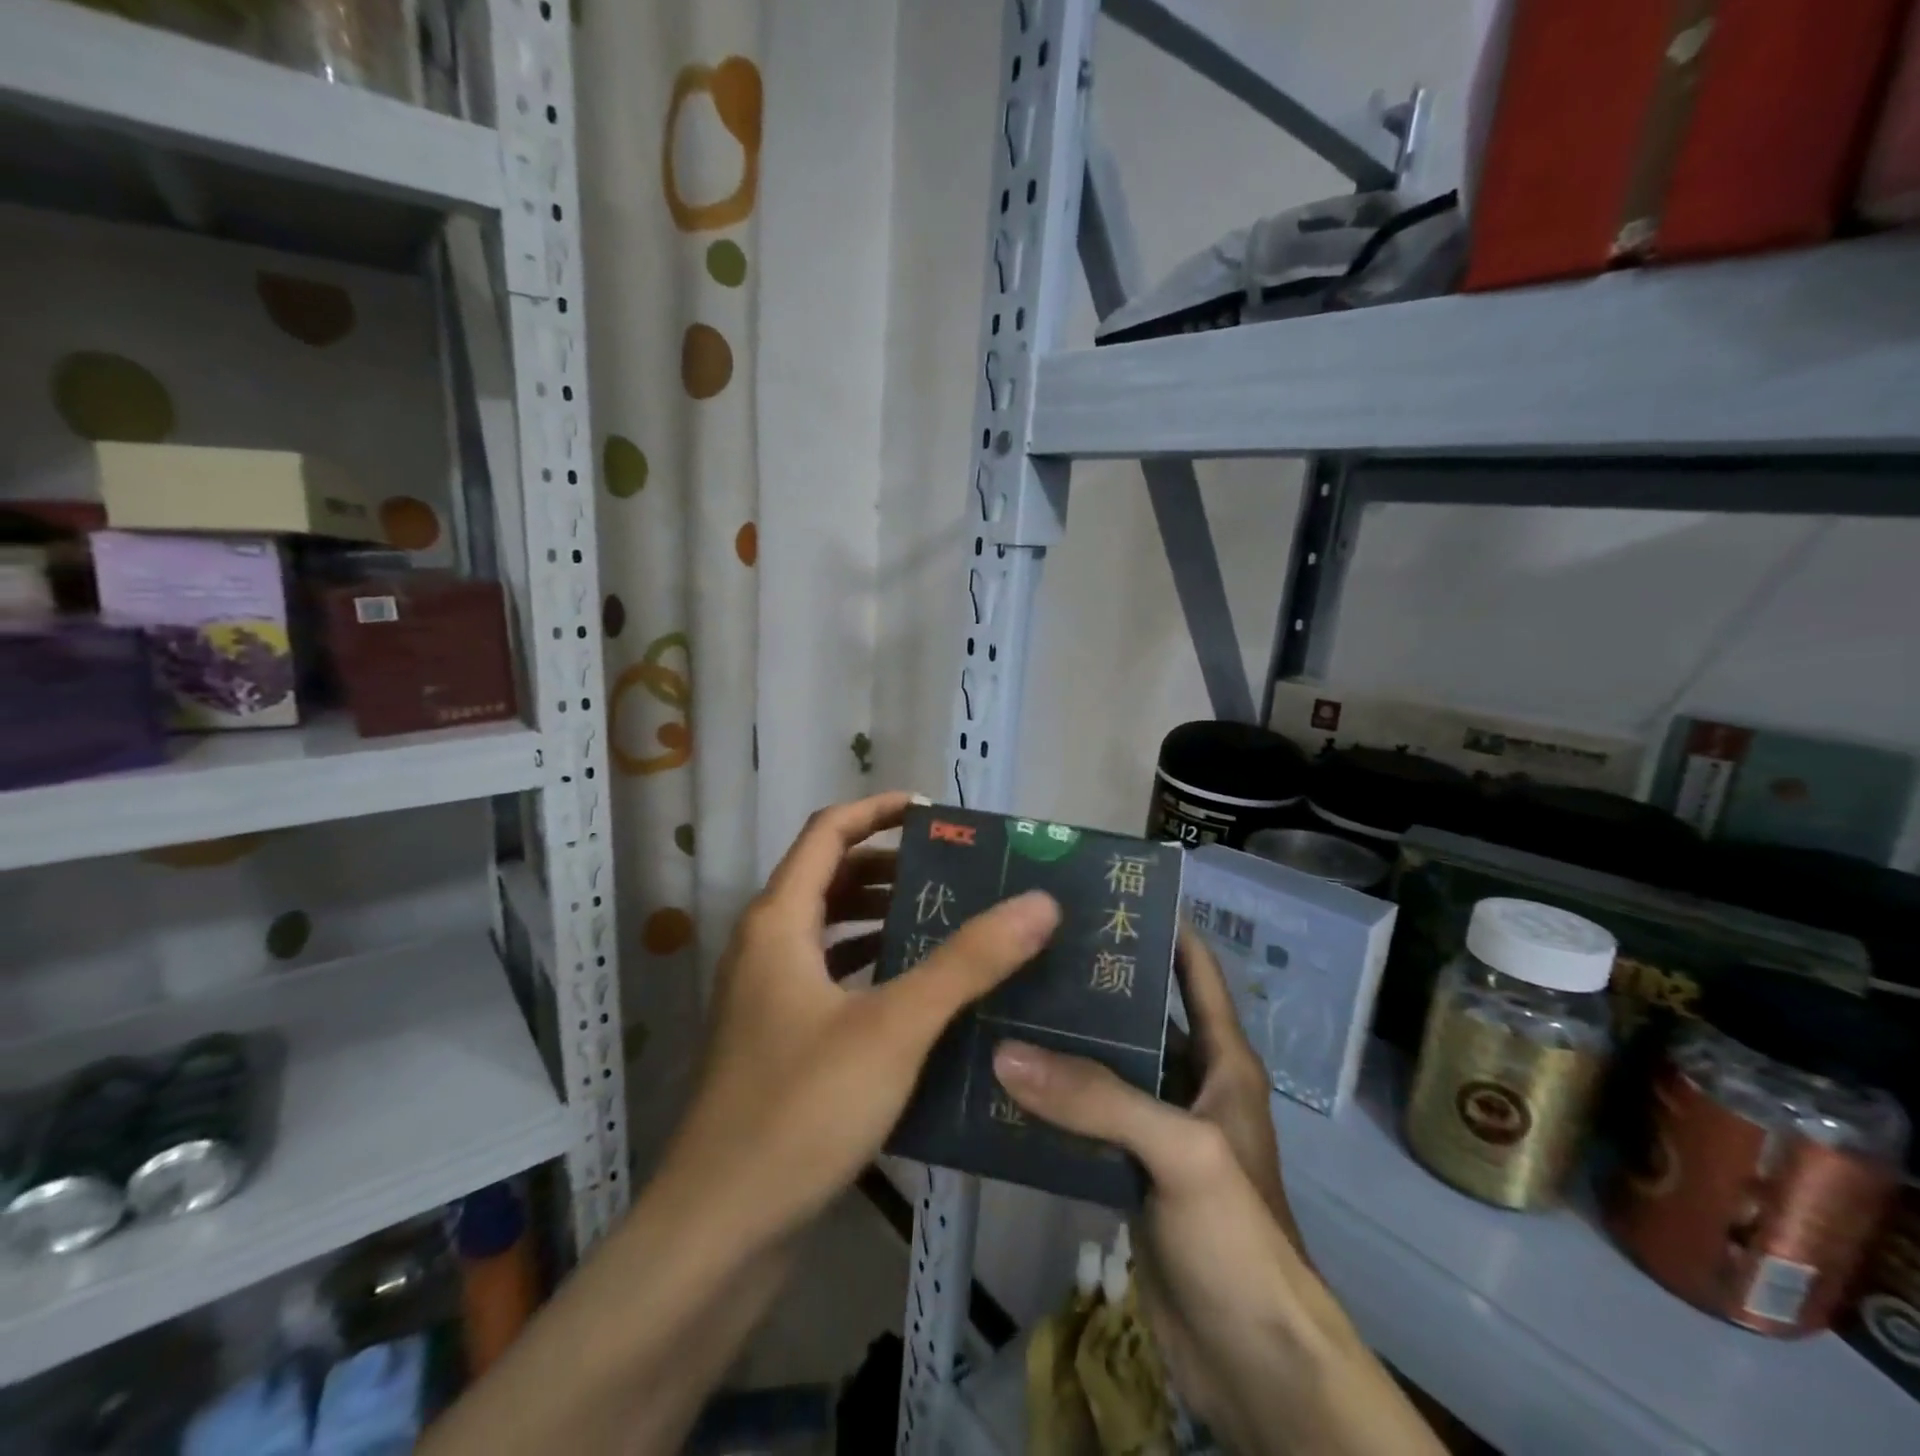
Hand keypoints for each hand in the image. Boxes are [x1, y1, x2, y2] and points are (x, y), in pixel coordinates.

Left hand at [657, 790, 1060, 1248]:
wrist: (721, 1230)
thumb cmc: (801, 1109)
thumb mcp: (895, 1026)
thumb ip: (967, 961)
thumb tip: (1038, 902)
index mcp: (779, 921)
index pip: (827, 832)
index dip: (878, 810)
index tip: (935, 814)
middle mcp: (765, 947)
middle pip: (828, 877)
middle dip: (889, 866)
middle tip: (955, 873)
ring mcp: (767, 997)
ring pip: (829, 931)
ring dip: (881, 916)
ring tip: (944, 922)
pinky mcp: (778, 1042)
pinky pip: (829, 978)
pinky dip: (870, 966)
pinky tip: (917, 993)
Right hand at [994, 931, 1442, 1455]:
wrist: (1253, 1367)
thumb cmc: (1240, 1238)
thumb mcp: (1180, 1152)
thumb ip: (1098, 1099)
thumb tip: (1006, 1051)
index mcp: (1223, 1061)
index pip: (1196, 972)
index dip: (1165, 927)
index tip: (1111, 893)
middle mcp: (1190, 1083)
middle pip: (1140, 1014)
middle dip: (1095, 980)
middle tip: (1031, 944)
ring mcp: (1158, 1130)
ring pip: (1106, 1068)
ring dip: (1065, 1041)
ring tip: (1007, 1000)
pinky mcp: (1129, 1172)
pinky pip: (1086, 1119)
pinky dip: (1052, 1100)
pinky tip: (1006, 1080)